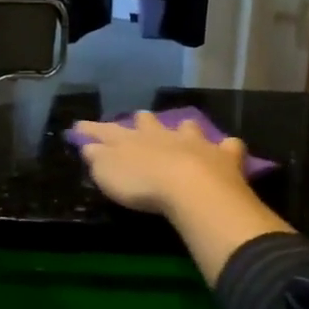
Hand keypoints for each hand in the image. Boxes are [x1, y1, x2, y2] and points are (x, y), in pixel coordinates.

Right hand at [72, 113, 292, 285]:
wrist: (191, 187)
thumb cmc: (143, 184)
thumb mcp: (108, 174)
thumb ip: (97, 158)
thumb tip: (88, 145)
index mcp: (132, 139)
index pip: (106, 131)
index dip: (92, 129)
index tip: (80, 126)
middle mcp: (162, 134)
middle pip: (149, 122)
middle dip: (142, 121)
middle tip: (139, 120)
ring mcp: (195, 142)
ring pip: (187, 127)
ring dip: (184, 128)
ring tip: (184, 129)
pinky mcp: (223, 156)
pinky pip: (227, 147)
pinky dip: (226, 148)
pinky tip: (228, 149)